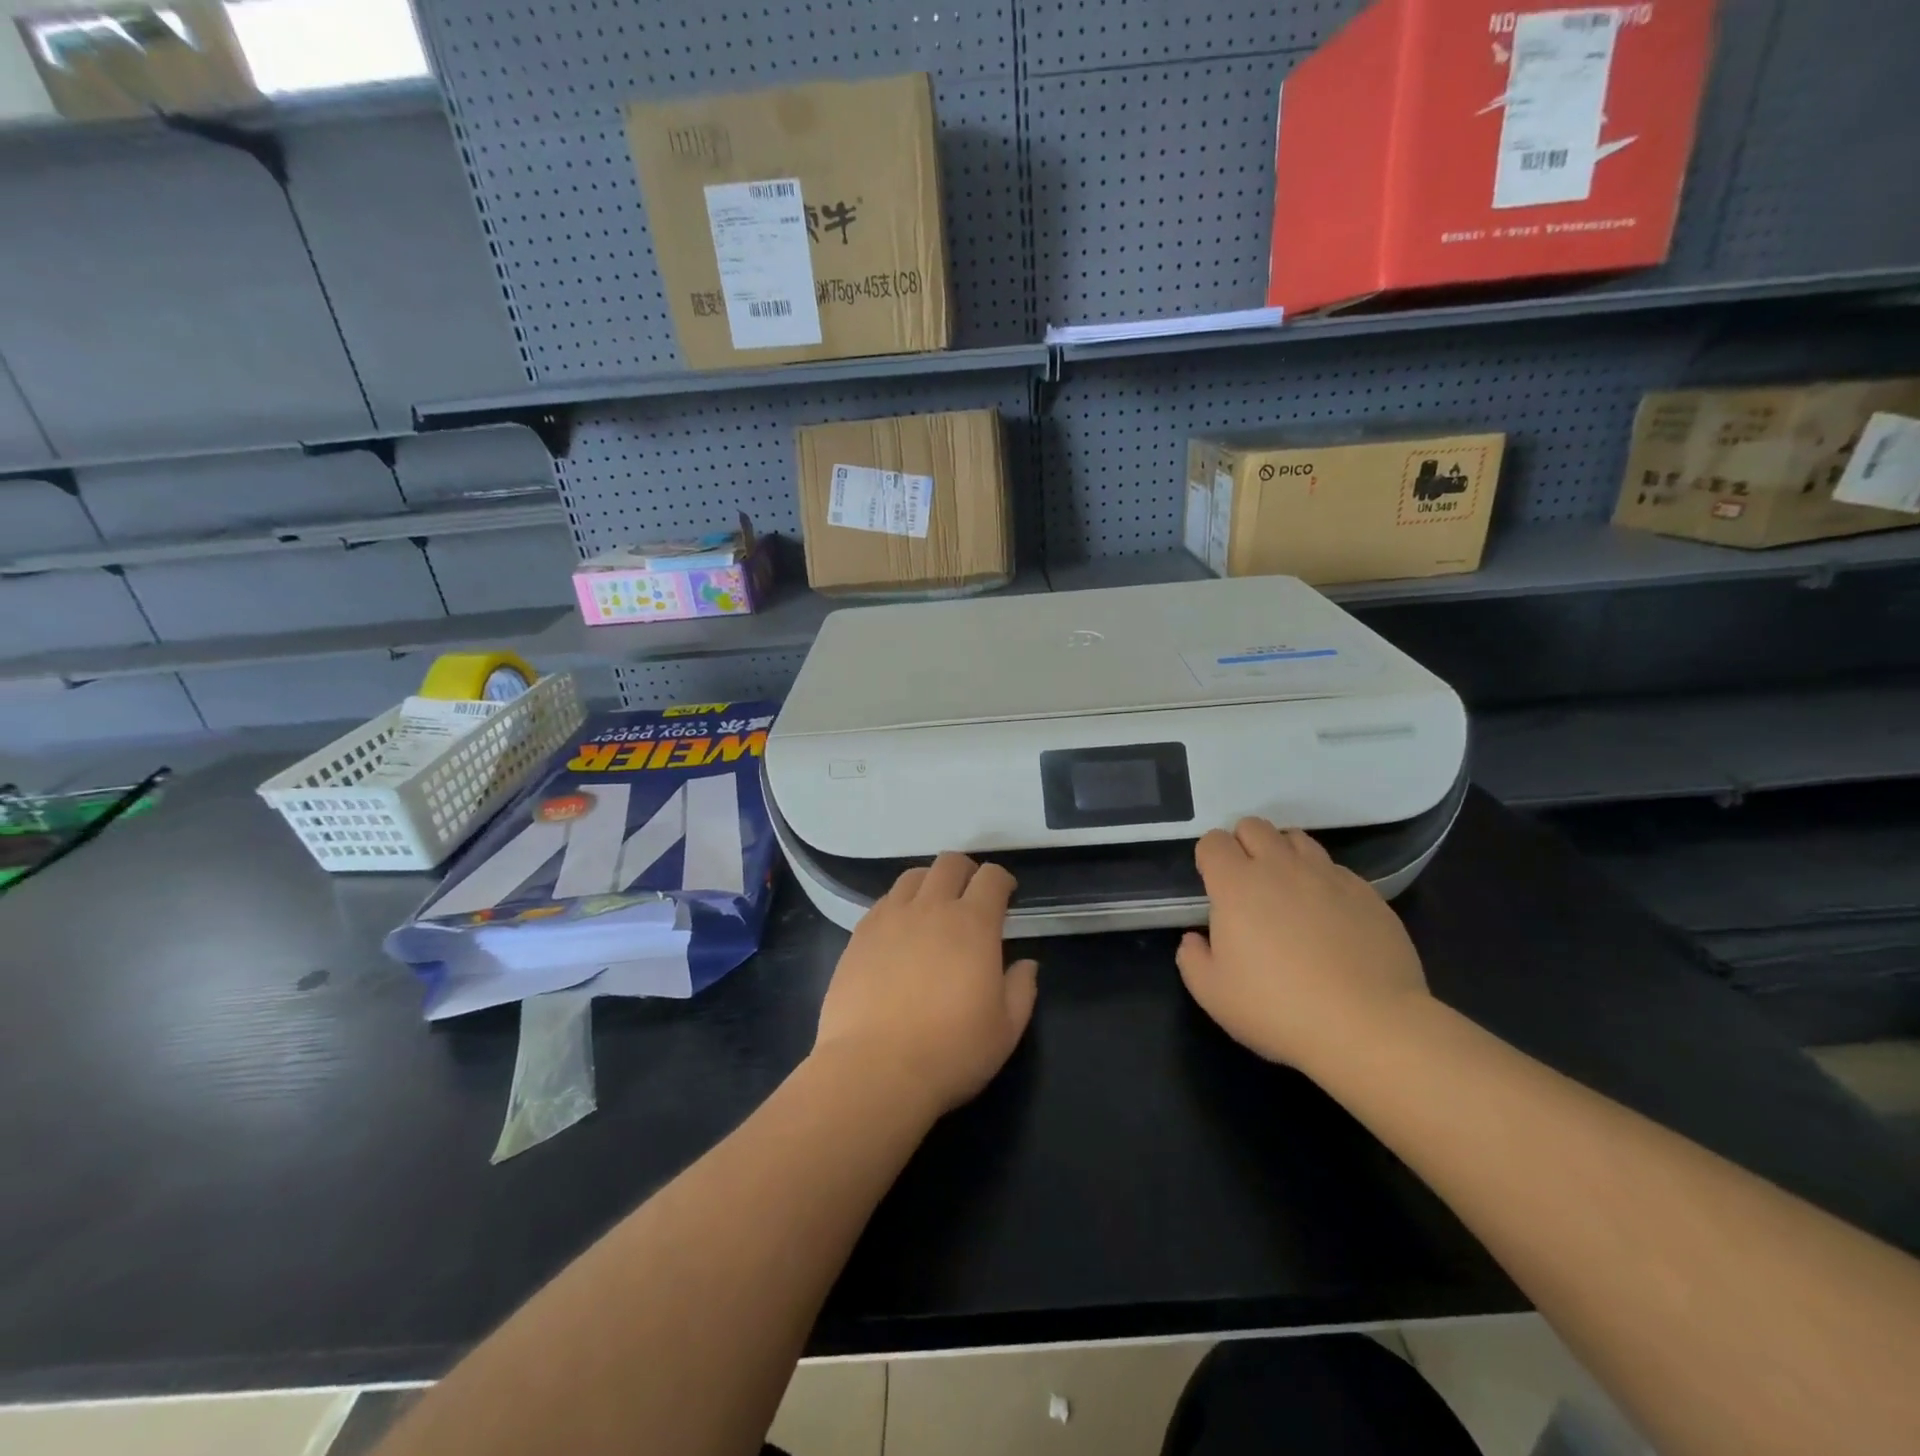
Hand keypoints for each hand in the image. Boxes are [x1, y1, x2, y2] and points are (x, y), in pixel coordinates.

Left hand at [813, 852, 1038, 1118]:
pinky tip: (900, 931)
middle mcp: (931, 908)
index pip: (991, 877)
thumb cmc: (950, 1052)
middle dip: (966, 871)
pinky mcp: (859, 934)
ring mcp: (890, 918)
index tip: (1006, 896)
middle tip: (970, 895)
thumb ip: (1021, 989)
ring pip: (913, 876)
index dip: (1002, 880)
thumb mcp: (1006, 1030)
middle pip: (949, 863)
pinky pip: (884, 902)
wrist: (874, 1069)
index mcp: (973, 924)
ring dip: (930, 883)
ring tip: (933, 908)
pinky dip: (899, 905)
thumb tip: (1026, 964)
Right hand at [1177, 818, 1429, 1072]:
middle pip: (1254, 826)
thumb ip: (1192, 959)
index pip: (1213, 841)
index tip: (1213, 885)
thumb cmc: (1278, 1008)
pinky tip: (1328, 917)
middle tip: (1247, 884)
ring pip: (1297, 839)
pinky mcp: (1367, 893)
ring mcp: (1327, 876)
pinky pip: (1335, 869)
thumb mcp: (1212, 994)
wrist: (1369, 1026)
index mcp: (1236, 885)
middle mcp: (1280, 867)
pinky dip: (1322, 882)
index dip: (1209, 858)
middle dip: (1243, 845)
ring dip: (1284, 856)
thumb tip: (1196, 939)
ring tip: (1287, 892)